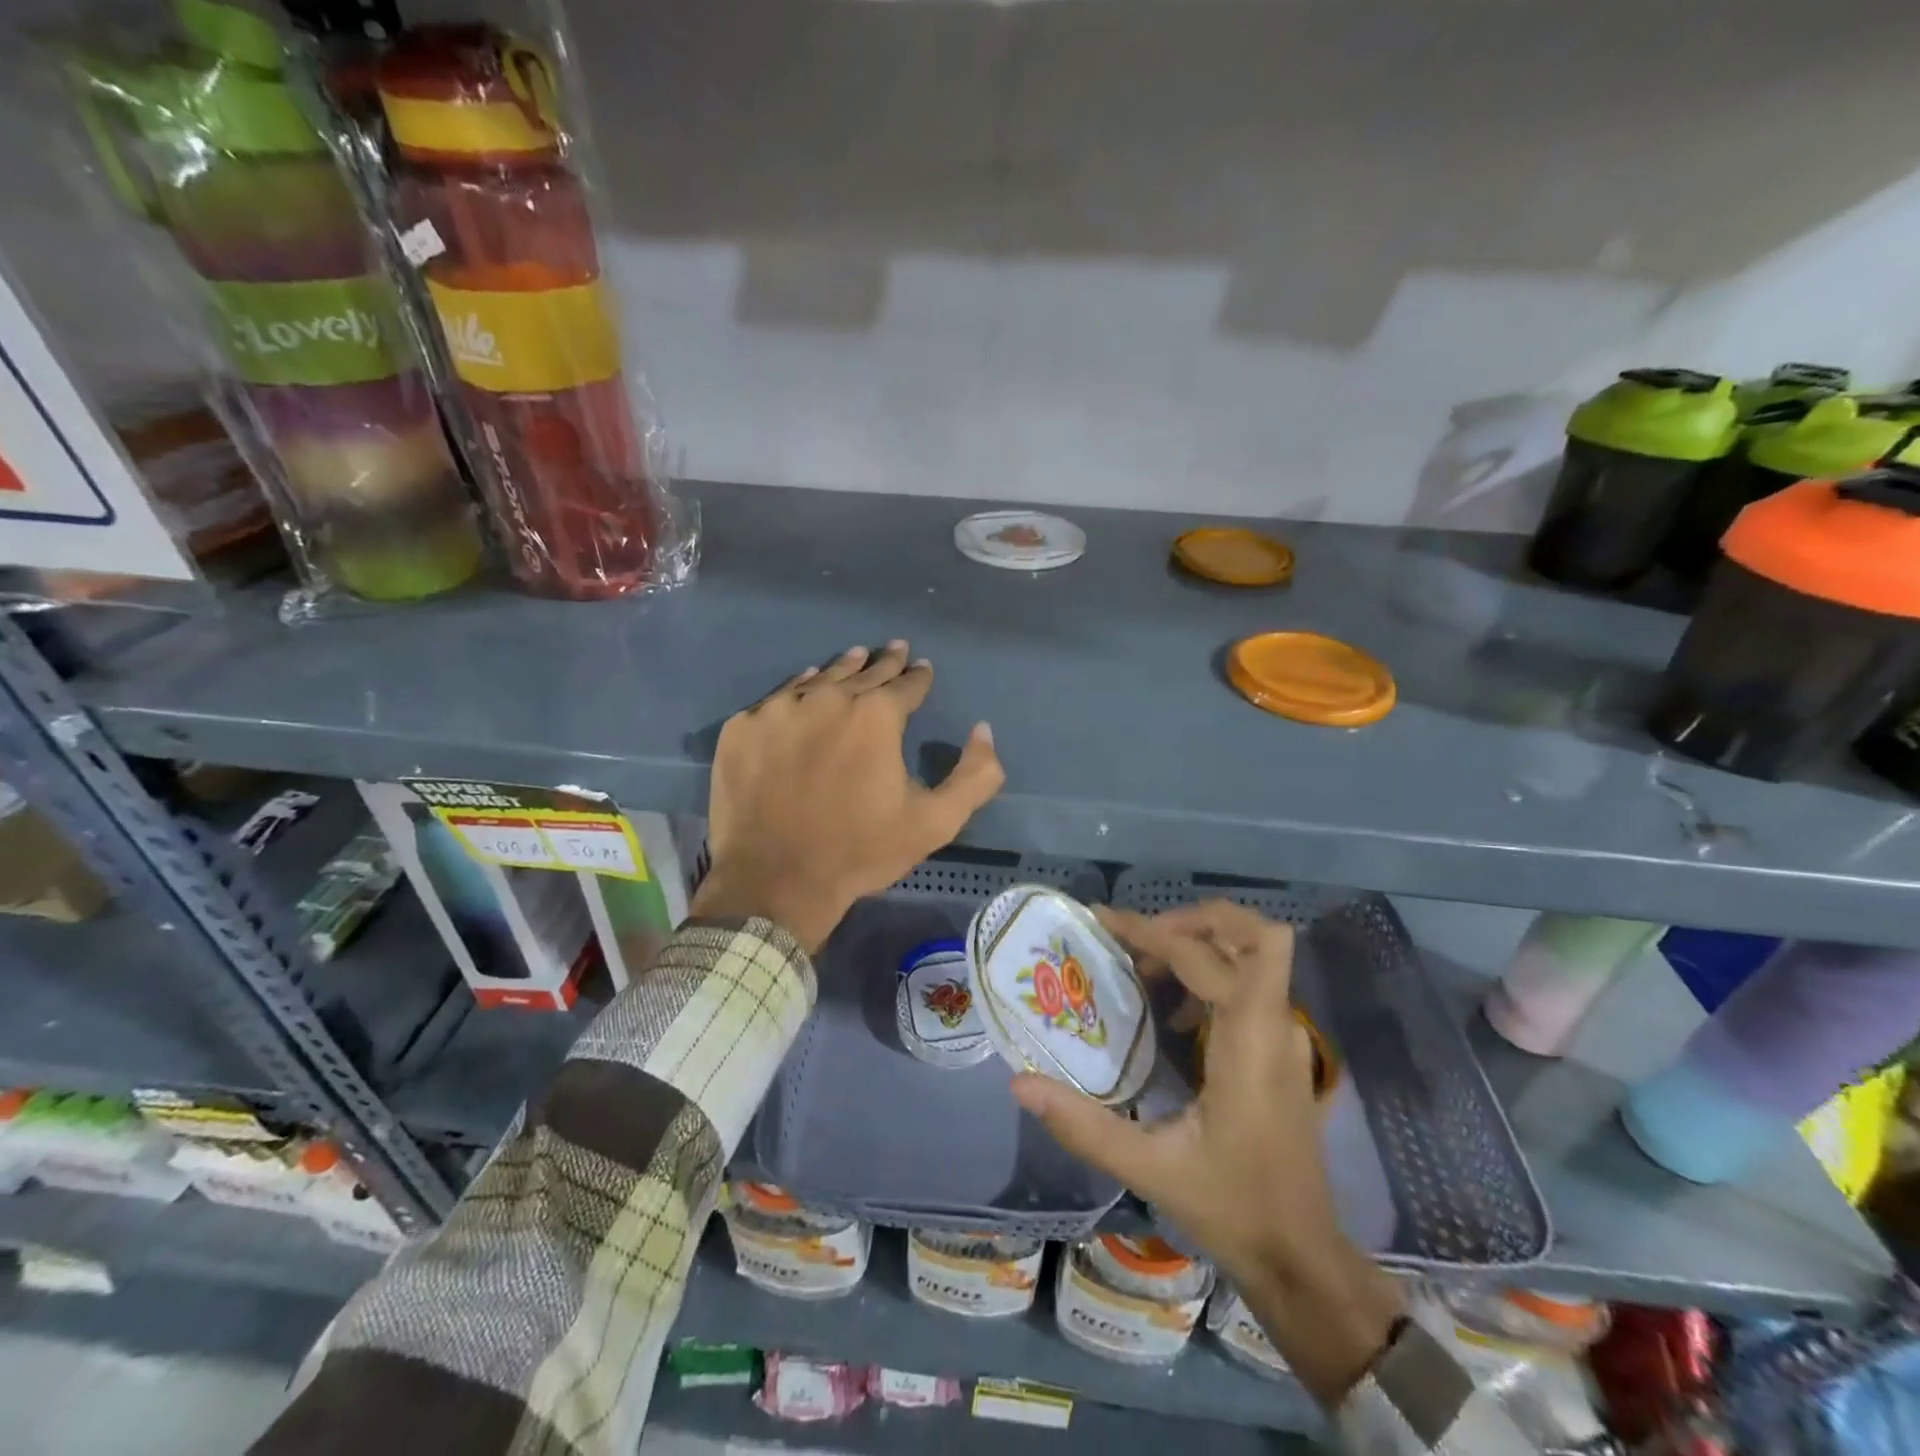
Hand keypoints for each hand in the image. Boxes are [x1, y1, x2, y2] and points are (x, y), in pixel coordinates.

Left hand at [691, 642, 1004, 952]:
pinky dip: (797, 692)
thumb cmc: (860, 851)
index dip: (918, 676)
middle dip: (883, 662)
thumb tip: (983, 730)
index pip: (905, 684)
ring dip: (841, 670)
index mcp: (876, 716)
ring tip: (854, 657)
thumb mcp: (935, 822)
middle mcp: (828, 699)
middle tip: (894, 649)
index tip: (922, 668)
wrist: (775, 880)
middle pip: (862, 673)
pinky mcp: (742, 728)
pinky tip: (804, 689)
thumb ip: (974, 775)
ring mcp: (779, 710)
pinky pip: (777, 699)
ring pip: (818, 680)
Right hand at [1011, 901, 1402, 1407]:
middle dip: (1191, 921)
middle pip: (1252, 933)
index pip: (1203, 955)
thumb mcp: (1151, 1168)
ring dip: (1199, 945)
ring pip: (1255, 954)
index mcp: (1249, 1041)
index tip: (1104, 924)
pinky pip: (1249, 985)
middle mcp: (1276, 1025)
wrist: (1303, 1260)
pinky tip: (1170, 1017)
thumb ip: (1083, 1125)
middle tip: (1136, 941)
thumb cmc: (1233, 1209)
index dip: (1152, 931)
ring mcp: (1286, 1036)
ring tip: (1142, 973)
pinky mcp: (1281, 1051)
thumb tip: (1020, 1082)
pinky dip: (1209, 975)